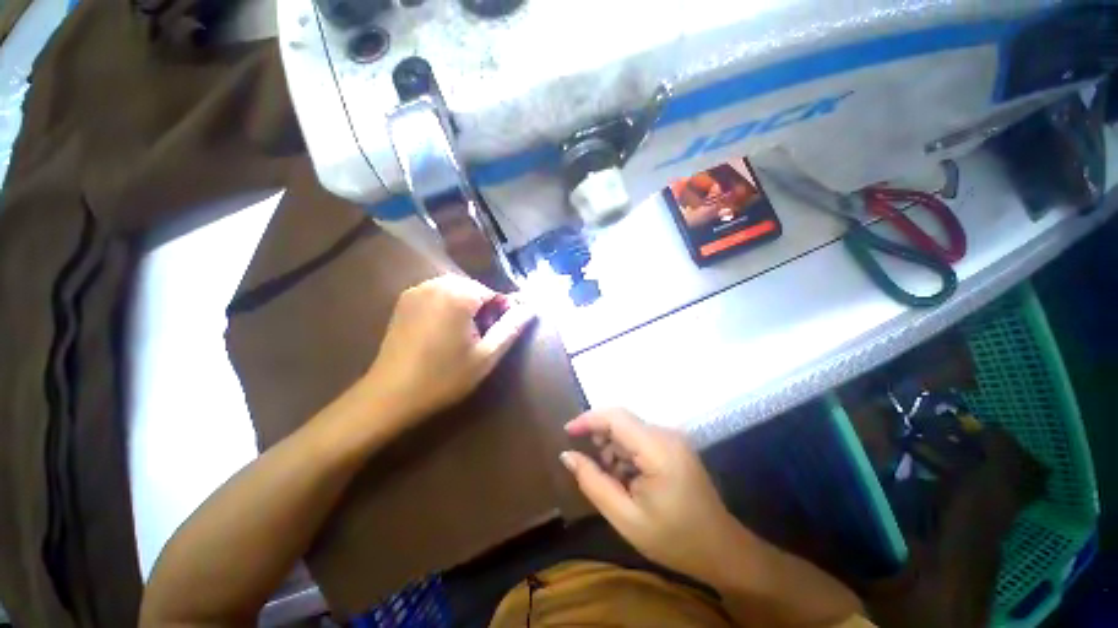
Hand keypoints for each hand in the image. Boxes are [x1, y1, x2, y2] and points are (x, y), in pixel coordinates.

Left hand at [364, 274, 535, 424]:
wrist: (391, 395)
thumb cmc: (445, 377)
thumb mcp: (487, 355)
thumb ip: (512, 327)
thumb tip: (532, 307)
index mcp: (458, 294)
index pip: (493, 293)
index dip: (500, 314)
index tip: (495, 337)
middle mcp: (436, 283)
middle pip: (473, 289)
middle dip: (482, 309)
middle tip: (479, 338)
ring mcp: (416, 290)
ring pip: (455, 291)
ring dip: (465, 307)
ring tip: (461, 336)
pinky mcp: (403, 301)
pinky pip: (436, 295)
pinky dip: (446, 307)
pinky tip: (441, 332)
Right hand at [560, 408, 739, 582]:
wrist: (721, 550)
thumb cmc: (674, 539)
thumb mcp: (626, 518)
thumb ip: (593, 483)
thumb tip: (567, 456)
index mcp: (658, 449)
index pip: (616, 417)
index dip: (588, 419)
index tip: (567, 432)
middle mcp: (666, 434)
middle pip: (622, 420)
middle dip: (600, 435)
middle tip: (588, 464)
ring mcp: (672, 438)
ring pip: (629, 429)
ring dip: (613, 446)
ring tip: (610, 479)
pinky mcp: (674, 445)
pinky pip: (641, 438)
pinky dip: (626, 452)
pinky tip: (627, 478)